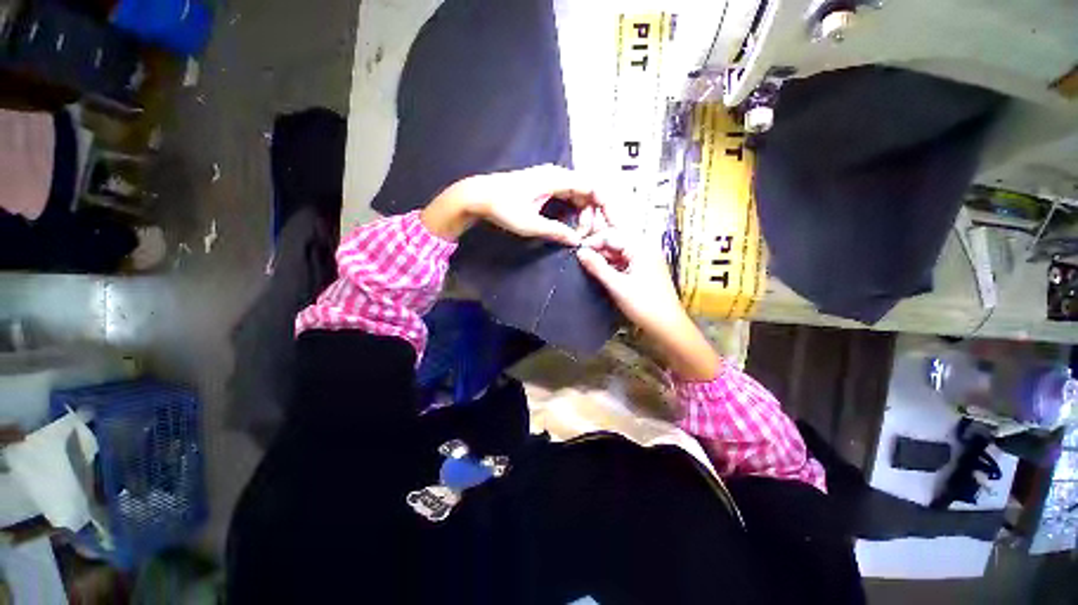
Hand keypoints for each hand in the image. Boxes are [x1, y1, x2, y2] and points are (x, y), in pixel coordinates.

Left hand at [420, 165, 600, 242]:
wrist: (479, 196)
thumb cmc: (503, 207)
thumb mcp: (531, 224)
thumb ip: (556, 232)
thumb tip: (576, 241)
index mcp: (557, 179)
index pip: (592, 187)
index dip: (604, 204)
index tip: (608, 224)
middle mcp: (558, 175)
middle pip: (587, 192)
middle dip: (592, 214)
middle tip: (589, 236)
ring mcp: (551, 180)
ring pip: (578, 195)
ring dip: (583, 213)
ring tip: (581, 234)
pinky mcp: (545, 186)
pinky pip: (568, 197)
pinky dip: (574, 210)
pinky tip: (572, 225)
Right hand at [576, 204, 719, 380]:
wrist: (667, 325)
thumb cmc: (643, 304)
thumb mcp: (617, 285)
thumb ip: (597, 266)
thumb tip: (580, 252)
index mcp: (641, 247)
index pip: (611, 234)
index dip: (593, 242)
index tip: (577, 253)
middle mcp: (645, 247)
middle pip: (616, 239)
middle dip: (598, 247)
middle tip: (581, 258)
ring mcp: (646, 258)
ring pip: (620, 250)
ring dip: (604, 256)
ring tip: (588, 265)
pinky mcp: (645, 269)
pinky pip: (625, 259)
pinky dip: (612, 263)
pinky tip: (602, 271)